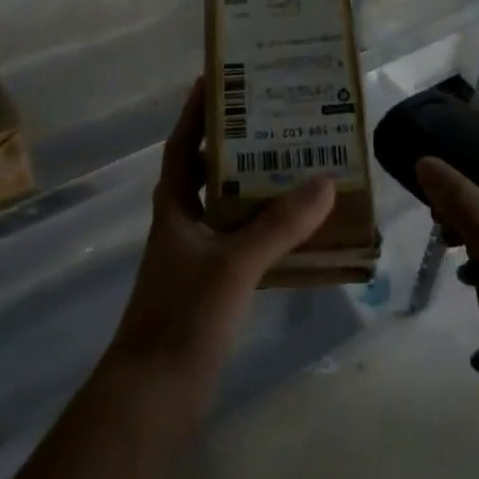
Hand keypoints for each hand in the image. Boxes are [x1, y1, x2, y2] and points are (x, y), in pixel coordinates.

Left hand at [105, 79, 334, 410]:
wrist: (153, 397)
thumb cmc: (183, 317)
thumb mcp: (233, 264)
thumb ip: (279, 225)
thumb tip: (324, 181)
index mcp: (175, 208)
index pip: (181, 146)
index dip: (196, 114)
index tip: (219, 81)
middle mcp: (184, 226)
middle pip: (210, 173)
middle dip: (239, 147)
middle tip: (279, 121)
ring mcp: (197, 259)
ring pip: (231, 211)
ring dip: (259, 190)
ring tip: (301, 167)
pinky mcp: (212, 290)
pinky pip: (246, 246)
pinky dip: (269, 234)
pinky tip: (301, 233)